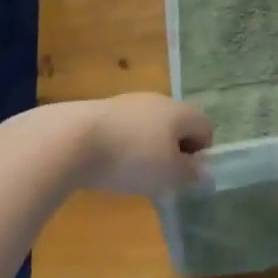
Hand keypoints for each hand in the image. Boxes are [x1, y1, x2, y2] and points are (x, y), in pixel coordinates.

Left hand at [58, 93, 213, 196]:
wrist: (71, 139)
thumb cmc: (132, 157)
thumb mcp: (168, 174)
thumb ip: (190, 174)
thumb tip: (204, 172)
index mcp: (181, 111)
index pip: (206, 127)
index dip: (201, 152)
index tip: (184, 174)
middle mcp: (159, 100)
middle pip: (177, 125)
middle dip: (173, 150)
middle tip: (160, 176)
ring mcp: (128, 102)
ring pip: (149, 126)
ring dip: (147, 148)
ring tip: (131, 173)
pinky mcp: (101, 110)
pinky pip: (124, 129)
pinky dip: (123, 145)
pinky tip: (108, 163)